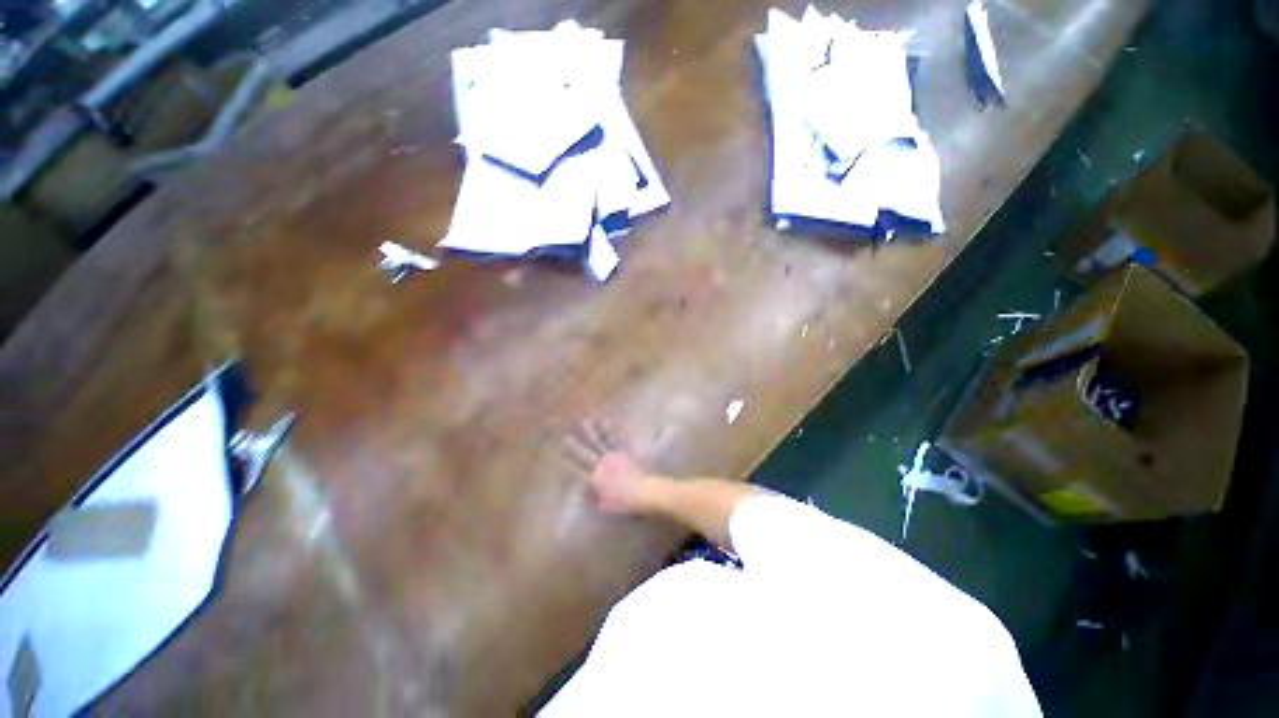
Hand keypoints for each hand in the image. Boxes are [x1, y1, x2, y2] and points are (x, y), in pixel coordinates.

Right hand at [563, 421, 652, 514]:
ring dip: (592, 432)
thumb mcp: (604, 504)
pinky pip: (616, 438)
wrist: (643, 492)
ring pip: (599, 442)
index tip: (560, 458)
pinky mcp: (624, 451)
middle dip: (574, 446)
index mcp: (595, 480)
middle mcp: (601, 466)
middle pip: (585, 454)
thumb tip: (577, 493)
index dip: (568, 465)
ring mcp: (613, 456)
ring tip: (585, 421)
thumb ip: (591, 498)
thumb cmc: (625, 501)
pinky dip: (612, 429)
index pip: (577, 472)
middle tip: (566, 438)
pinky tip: (606, 420)